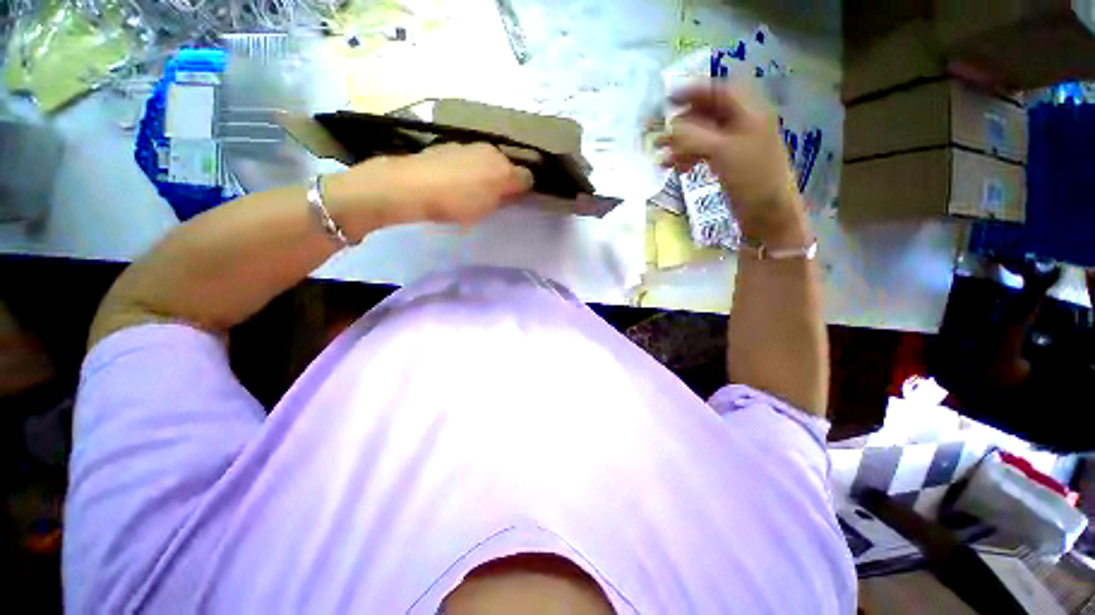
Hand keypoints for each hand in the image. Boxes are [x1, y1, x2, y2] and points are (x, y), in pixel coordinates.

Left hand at [342, 142, 533, 226]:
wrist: (409, 187)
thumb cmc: (457, 200)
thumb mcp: (489, 204)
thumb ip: (508, 194)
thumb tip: (520, 186)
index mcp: (500, 162)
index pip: (524, 175)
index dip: (522, 191)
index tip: (513, 205)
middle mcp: (485, 149)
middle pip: (504, 167)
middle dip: (502, 182)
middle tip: (493, 202)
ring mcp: (463, 147)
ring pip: (483, 164)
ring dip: (483, 177)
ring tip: (470, 196)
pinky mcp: (443, 149)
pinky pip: (464, 164)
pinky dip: (465, 174)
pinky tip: (452, 187)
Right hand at [656, 80, 806, 245]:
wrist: (768, 213)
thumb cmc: (751, 178)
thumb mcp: (722, 153)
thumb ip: (694, 137)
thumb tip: (670, 129)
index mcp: (749, 114)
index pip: (719, 92)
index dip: (693, 92)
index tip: (668, 98)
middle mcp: (743, 125)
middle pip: (709, 114)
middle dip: (683, 123)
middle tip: (662, 134)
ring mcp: (736, 146)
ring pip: (704, 136)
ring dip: (682, 144)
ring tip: (662, 158)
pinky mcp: (729, 164)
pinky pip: (705, 154)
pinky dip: (689, 158)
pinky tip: (677, 168)